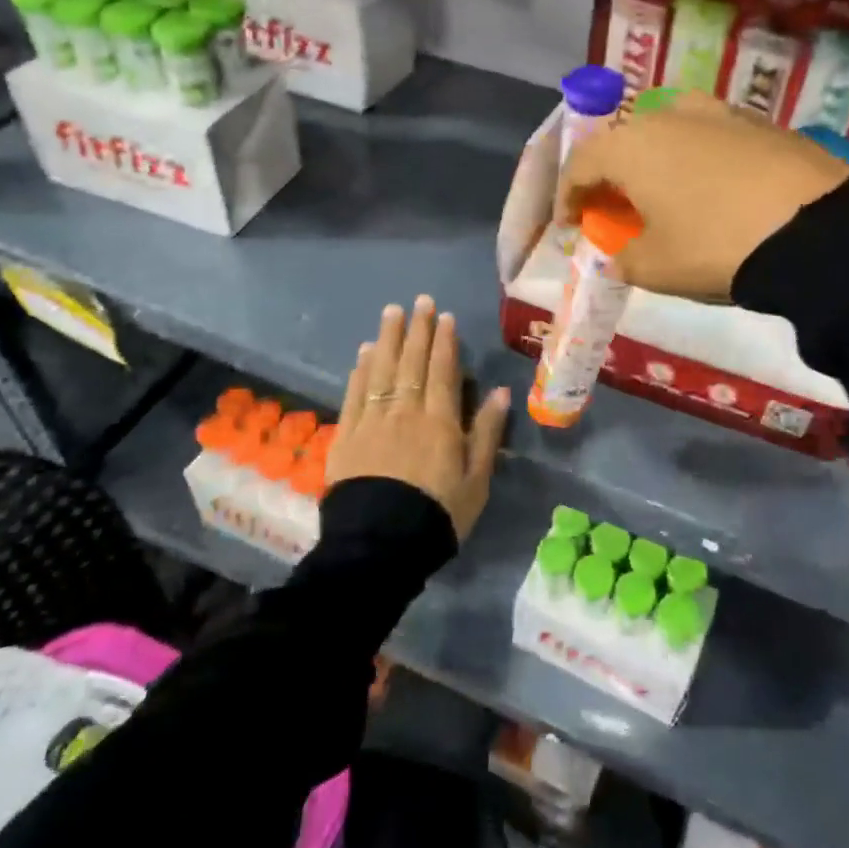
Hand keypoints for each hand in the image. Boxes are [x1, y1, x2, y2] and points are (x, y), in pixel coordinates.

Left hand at [327, 295, 510, 541]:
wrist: (380, 545)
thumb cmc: (437, 515)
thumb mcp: (476, 480)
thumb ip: (486, 433)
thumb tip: (502, 392)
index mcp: (440, 421)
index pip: (442, 370)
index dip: (444, 341)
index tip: (445, 317)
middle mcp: (405, 411)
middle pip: (412, 362)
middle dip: (417, 330)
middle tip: (420, 302)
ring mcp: (372, 421)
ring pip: (382, 370)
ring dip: (389, 339)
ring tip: (392, 313)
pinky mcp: (346, 436)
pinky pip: (354, 394)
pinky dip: (361, 370)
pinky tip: (365, 352)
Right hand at [561, 91, 848, 299]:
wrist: (814, 228)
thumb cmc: (714, 246)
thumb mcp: (656, 268)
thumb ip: (623, 260)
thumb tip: (619, 256)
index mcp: (630, 146)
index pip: (581, 164)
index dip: (568, 197)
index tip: (570, 225)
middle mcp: (667, 116)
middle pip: (623, 143)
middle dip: (611, 178)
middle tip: (614, 211)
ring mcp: (717, 112)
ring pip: (667, 133)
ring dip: (654, 163)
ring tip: (663, 196)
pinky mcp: (758, 121)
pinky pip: (708, 137)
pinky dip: (695, 160)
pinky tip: (711, 189)